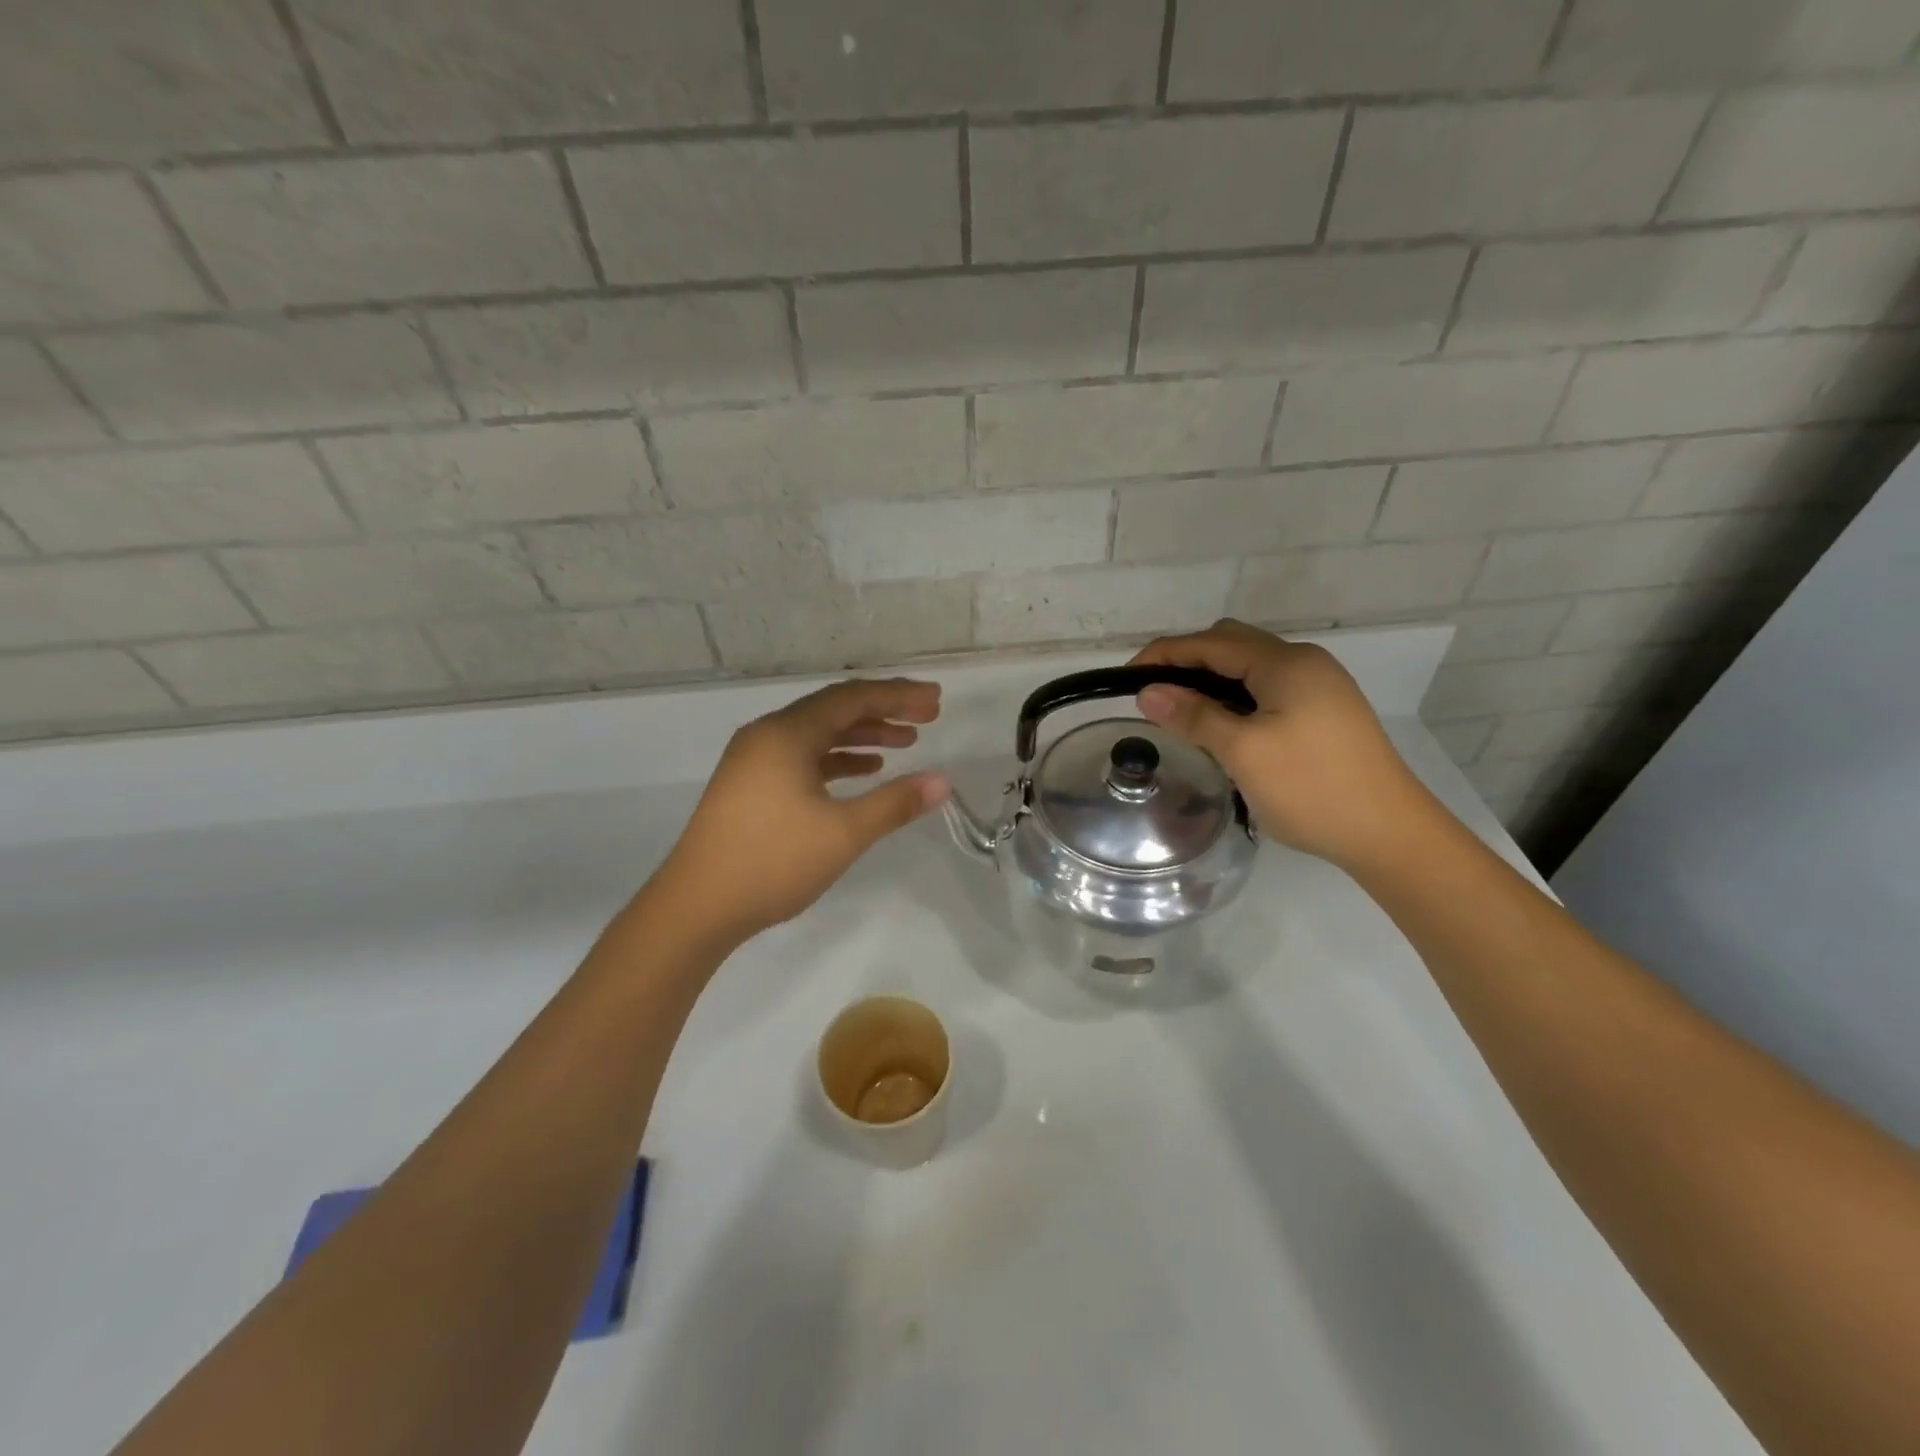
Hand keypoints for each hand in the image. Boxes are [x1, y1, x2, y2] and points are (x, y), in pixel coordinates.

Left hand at [656, 678, 950, 941]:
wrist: (695, 908)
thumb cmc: (772, 862)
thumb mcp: (843, 833)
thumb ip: (894, 803)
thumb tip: (942, 781)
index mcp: (786, 734)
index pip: (852, 698)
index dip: (898, 696)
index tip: (935, 701)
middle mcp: (767, 735)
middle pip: (834, 709)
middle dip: (883, 711)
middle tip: (927, 717)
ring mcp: (753, 760)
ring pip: (817, 734)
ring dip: (861, 735)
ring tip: (904, 744)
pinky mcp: (749, 785)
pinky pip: (801, 757)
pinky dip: (836, 759)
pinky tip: (863, 771)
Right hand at [1130, 619, 1429, 869]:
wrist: (1389, 833)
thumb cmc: (1311, 788)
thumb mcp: (1243, 752)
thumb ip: (1194, 715)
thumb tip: (1148, 692)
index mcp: (1286, 663)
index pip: (1210, 643)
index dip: (1163, 655)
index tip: (1125, 679)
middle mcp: (1304, 663)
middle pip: (1232, 645)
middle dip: (1186, 662)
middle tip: (1153, 695)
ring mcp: (1320, 687)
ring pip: (1250, 669)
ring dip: (1211, 681)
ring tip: (1180, 712)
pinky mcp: (1325, 712)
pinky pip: (1267, 690)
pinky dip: (1235, 698)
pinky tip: (1223, 726)